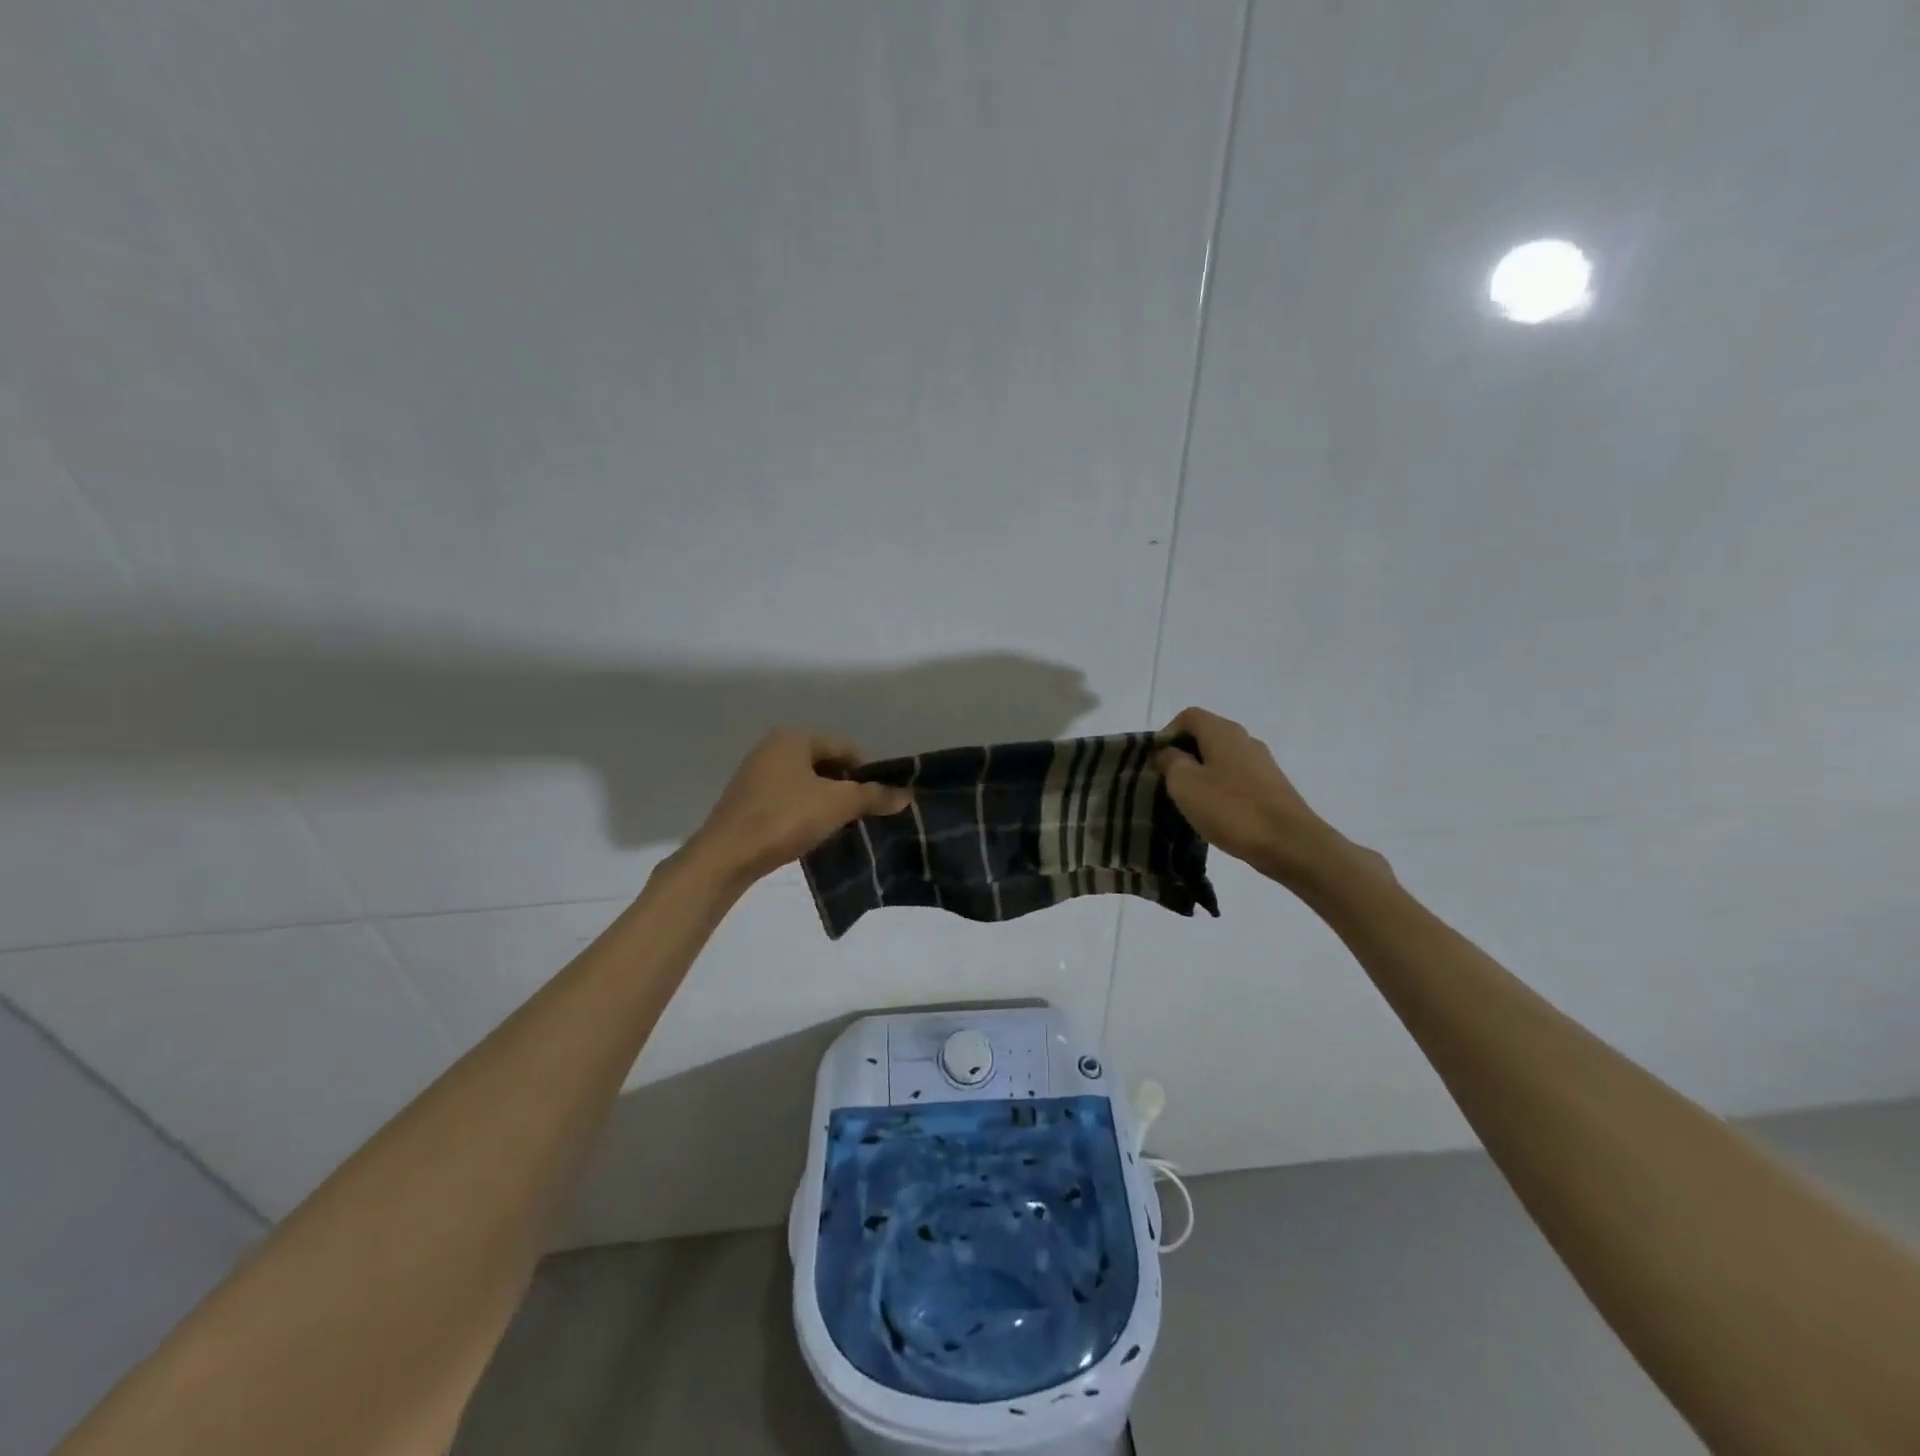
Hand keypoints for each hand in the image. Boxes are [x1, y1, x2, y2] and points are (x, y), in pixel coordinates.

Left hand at [683, 729, 911, 886]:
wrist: (726, 856)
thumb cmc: (785, 818)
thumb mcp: (838, 805)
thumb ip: (873, 796)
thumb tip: (907, 795)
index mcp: (794, 737)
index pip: (845, 747)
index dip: (867, 772)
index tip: (878, 800)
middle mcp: (772, 747)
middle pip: (825, 764)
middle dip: (846, 788)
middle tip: (861, 815)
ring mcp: (756, 774)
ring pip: (806, 783)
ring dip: (826, 802)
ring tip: (840, 827)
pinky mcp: (746, 801)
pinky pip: (787, 799)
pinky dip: (804, 812)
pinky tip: (811, 833)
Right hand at [1154, 707, 1340, 879]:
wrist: (1289, 843)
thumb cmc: (1230, 809)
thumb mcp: (1185, 784)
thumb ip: (1171, 762)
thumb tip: (1169, 753)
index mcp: (1222, 731)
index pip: (1188, 716)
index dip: (1167, 734)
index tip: (1157, 762)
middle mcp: (1244, 739)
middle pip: (1206, 735)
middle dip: (1183, 755)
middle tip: (1168, 783)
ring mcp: (1262, 762)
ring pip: (1221, 758)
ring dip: (1202, 773)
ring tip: (1190, 801)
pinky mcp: (1271, 786)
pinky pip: (1236, 777)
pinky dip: (1220, 788)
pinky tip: (1216, 813)